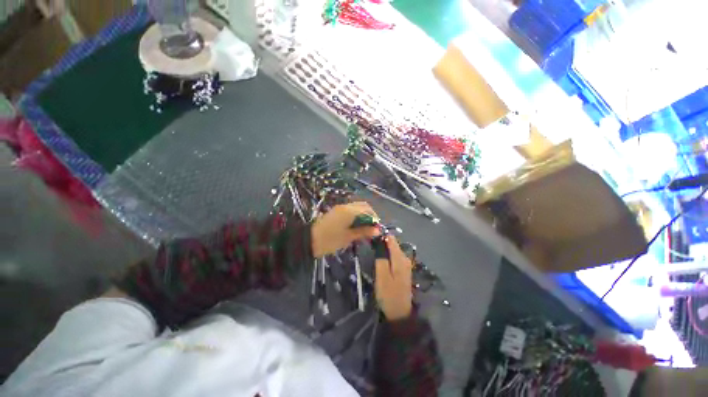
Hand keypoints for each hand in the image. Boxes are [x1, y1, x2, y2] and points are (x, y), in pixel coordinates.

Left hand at [311, 202, 380, 256]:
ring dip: (363, 215)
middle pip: (363, 206)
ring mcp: (340, 208)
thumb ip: (364, 232)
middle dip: (370, 215)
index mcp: (349, 211)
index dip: (375, 217)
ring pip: (357, 207)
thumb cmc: (330, 240)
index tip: (377, 228)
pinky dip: (356, 216)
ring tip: (365, 228)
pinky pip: (350, 210)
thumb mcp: (348, 237)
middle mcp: (346, 206)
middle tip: (372, 228)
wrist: (309, 240)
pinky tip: (356, 226)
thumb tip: (378, 230)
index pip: (368, 209)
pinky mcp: (336, 211)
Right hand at [375, 236, 412, 320]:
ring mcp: (405, 264)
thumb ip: (381, 258)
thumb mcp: (381, 276)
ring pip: (393, 250)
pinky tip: (381, 261)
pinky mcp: (403, 269)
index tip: (371, 238)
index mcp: (400, 258)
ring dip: (384, 250)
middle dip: (382, 243)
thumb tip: (379, 242)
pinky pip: (395, 257)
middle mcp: (405, 258)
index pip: (391, 238)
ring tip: (373, 254)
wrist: (400, 313)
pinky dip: (387, 256)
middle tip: (370, 248)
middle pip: (393, 243)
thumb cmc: (389, 294)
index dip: (381, 236)